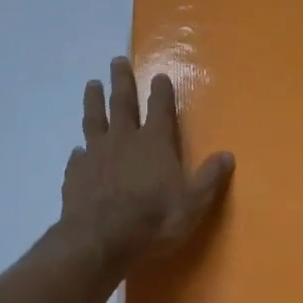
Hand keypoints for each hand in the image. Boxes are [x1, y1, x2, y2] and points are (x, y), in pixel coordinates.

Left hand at [61, 57, 235, 268]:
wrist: (99, 242)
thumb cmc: (153, 220)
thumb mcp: (193, 203)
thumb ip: (209, 178)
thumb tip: (228, 155)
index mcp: (154, 142)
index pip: (160, 107)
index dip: (161, 90)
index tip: (159, 75)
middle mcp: (124, 139)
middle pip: (122, 102)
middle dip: (121, 80)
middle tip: (117, 60)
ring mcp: (96, 155)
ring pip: (94, 119)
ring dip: (94, 101)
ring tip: (92, 84)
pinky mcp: (75, 175)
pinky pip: (77, 157)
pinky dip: (79, 152)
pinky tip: (77, 151)